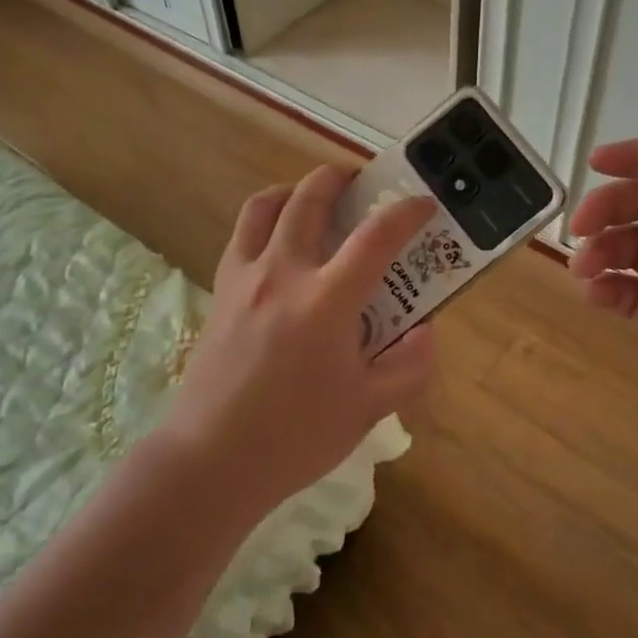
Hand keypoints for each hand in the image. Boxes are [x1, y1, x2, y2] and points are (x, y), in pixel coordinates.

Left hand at [163, 165, 438, 518]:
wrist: (212, 460)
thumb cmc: (296, 437)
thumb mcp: (370, 408)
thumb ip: (410, 365)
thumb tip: (426, 329)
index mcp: (327, 300)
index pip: (376, 237)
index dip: (406, 212)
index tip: (424, 204)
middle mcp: (283, 273)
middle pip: (310, 198)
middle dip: (340, 177)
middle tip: (362, 181)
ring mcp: (245, 277)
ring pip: (266, 206)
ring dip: (295, 189)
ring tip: (314, 197)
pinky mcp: (220, 290)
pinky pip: (242, 234)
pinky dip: (265, 219)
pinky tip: (278, 242)